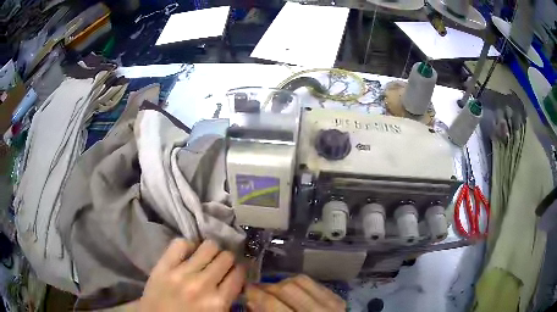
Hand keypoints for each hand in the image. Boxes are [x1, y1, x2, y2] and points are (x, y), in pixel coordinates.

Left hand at [139, 239, 244, 311]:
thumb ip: (227, 298)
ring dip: (211, 251)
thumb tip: (235, 278)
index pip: (238, 274)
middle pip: (226, 257)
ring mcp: (181, 273)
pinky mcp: (163, 266)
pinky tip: (188, 254)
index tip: (235, 270)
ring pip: (208, 246)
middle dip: (227, 259)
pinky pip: (180, 243)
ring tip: (206, 257)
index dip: (239, 270)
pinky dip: (188, 246)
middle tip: (221, 264)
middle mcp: (202, 285)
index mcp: (218, 302)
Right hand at [246, 275, 345, 311]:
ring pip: (300, 281)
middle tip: (258, 290)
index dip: (255, 293)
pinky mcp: (338, 299)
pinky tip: (292, 290)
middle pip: (287, 288)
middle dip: (268, 287)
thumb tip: (252, 301)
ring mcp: (331, 304)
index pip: (272, 303)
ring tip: (274, 290)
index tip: (246, 289)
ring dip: (283, 283)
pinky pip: (314, 283)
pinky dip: (299, 284)